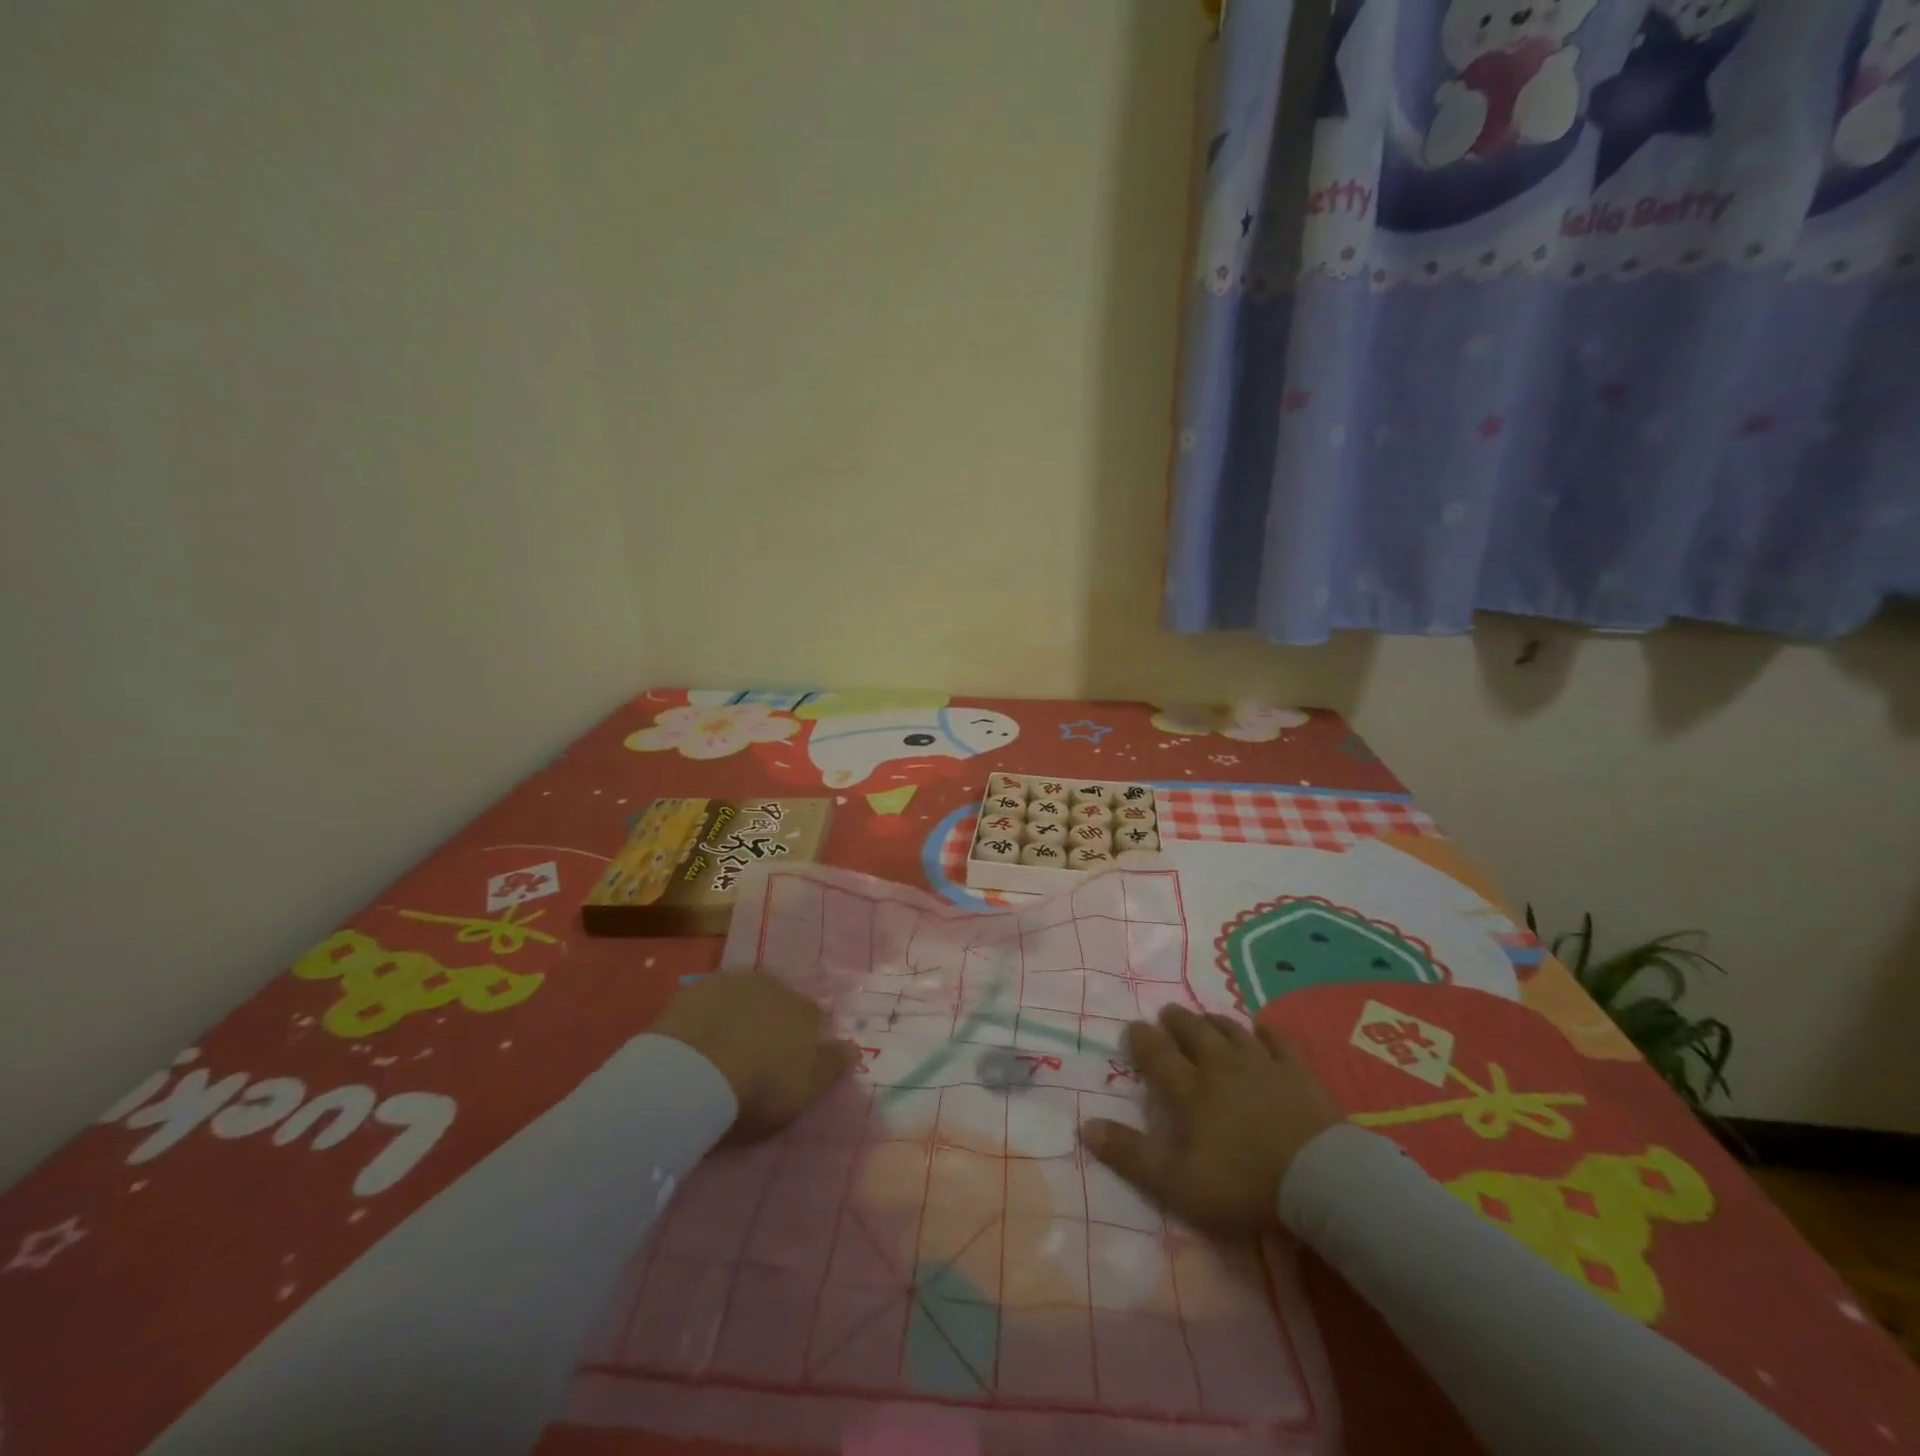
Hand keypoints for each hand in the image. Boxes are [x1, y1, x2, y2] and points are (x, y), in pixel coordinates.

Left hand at [649, 972, 858, 1140]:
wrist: (693, 1073)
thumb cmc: (760, 1087)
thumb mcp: (807, 1088)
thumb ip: (834, 1066)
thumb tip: (854, 1048)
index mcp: (806, 1010)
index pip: (815, 1019)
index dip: (806, 1040)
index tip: (794, 1062)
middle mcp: (775, 986)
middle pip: (780, 1002)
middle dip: (774, 1022)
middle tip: (759, 1054)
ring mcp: (734, 982)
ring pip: (745, 997)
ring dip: (741, 1014)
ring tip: (725, 1047)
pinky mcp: (695, 988)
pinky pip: (709, 1001)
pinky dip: (708, 1016)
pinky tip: (698, 1040)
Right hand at [1079, 1005, 1341, 1233]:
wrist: (1318, 1179)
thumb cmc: (1242, 1183)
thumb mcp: (1176, 1181)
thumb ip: (1130, 1154)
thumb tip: (1085, 1126)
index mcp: (1190, 1090)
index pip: (1158, 1055)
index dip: (1142, 1039)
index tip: (1132, 1027)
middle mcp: (1221, 1066)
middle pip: (1194, 1034)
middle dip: (1177, 1021)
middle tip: (1166, 1012)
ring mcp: (1261, 1065)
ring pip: (1231, 1032)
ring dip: (1214, 1021)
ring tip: (1205, 1016)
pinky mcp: (1297, 1073)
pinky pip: (1278, 1042)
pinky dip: (1266, 1032)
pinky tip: (1261, 1028)